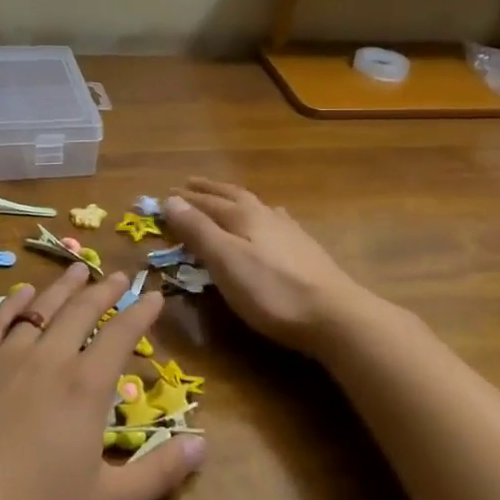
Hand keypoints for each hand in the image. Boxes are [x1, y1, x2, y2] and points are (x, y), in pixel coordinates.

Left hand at [0, 264, 204, 499]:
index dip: (141, 312)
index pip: (121, 334)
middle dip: (105, 290)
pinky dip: (14, 304)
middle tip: (121, 274)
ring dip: (63, 287)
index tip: (155, 294)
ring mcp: (6, 359)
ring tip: (79, 269)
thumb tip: (203, 443)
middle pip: (82, 311)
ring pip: (41, 309)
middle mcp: (49, 359)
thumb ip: (159, 473)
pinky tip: (22, 294)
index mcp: (86, 387)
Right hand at [162, 179, 373, 353]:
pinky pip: (274, 220)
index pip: (206, 202)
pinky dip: (261, 215)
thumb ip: (198, 230)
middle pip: (232, 196)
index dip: (184, 200)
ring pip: (255, 206)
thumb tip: (171, 200)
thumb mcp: (225, 261)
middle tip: (189, 184)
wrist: (335, 315)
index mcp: (243, 216)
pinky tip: (270, 220)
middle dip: (208, 191)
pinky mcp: (304, 250)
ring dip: (233, 199)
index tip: (164, 195)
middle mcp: (265, 215)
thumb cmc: (272, 291)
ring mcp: (288, 231)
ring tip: (223, 197)